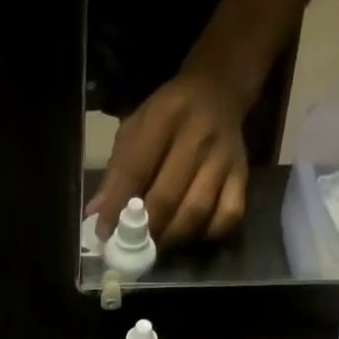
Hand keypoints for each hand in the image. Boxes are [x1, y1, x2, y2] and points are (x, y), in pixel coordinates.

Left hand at [90, 71, 249, 248]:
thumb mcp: (135, 129)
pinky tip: (190, 236)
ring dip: (171, 237)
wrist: (218, 90)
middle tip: (131, 247)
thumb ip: (116, 171)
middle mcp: (198, 136)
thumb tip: (96, 214)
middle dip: (145, 229)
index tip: (104, 233)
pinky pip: (228, 216)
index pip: (136, 169)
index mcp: (165, 117)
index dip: (117, 207)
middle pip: (168, 197)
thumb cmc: (167, 115)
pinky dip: (207, 234)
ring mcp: (224, 158)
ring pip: (196, 211)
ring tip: (155, 245)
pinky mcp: (242, 175)